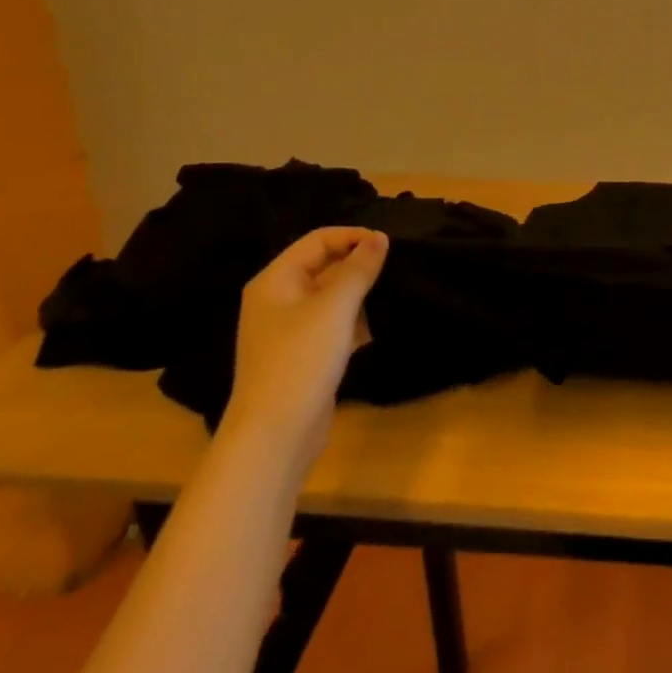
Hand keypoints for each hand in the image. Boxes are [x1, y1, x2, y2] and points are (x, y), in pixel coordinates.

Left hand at [223, 227, 387, 464]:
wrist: (275, 436)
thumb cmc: (300, 360)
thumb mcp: (335, 307)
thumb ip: (359, 268)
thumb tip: (380, 238)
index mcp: (275, 280)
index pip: (318, 240)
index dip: (353, 237)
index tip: (389, 244)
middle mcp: (278, 299)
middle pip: (324, 266)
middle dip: (359, 264)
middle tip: (396, 266)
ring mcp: (288, 330)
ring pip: (330, 296)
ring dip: (359, 293)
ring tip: (393, 292)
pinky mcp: (302, 355)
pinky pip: (332, 324)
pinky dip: (354, 321)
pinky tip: (378, 326)